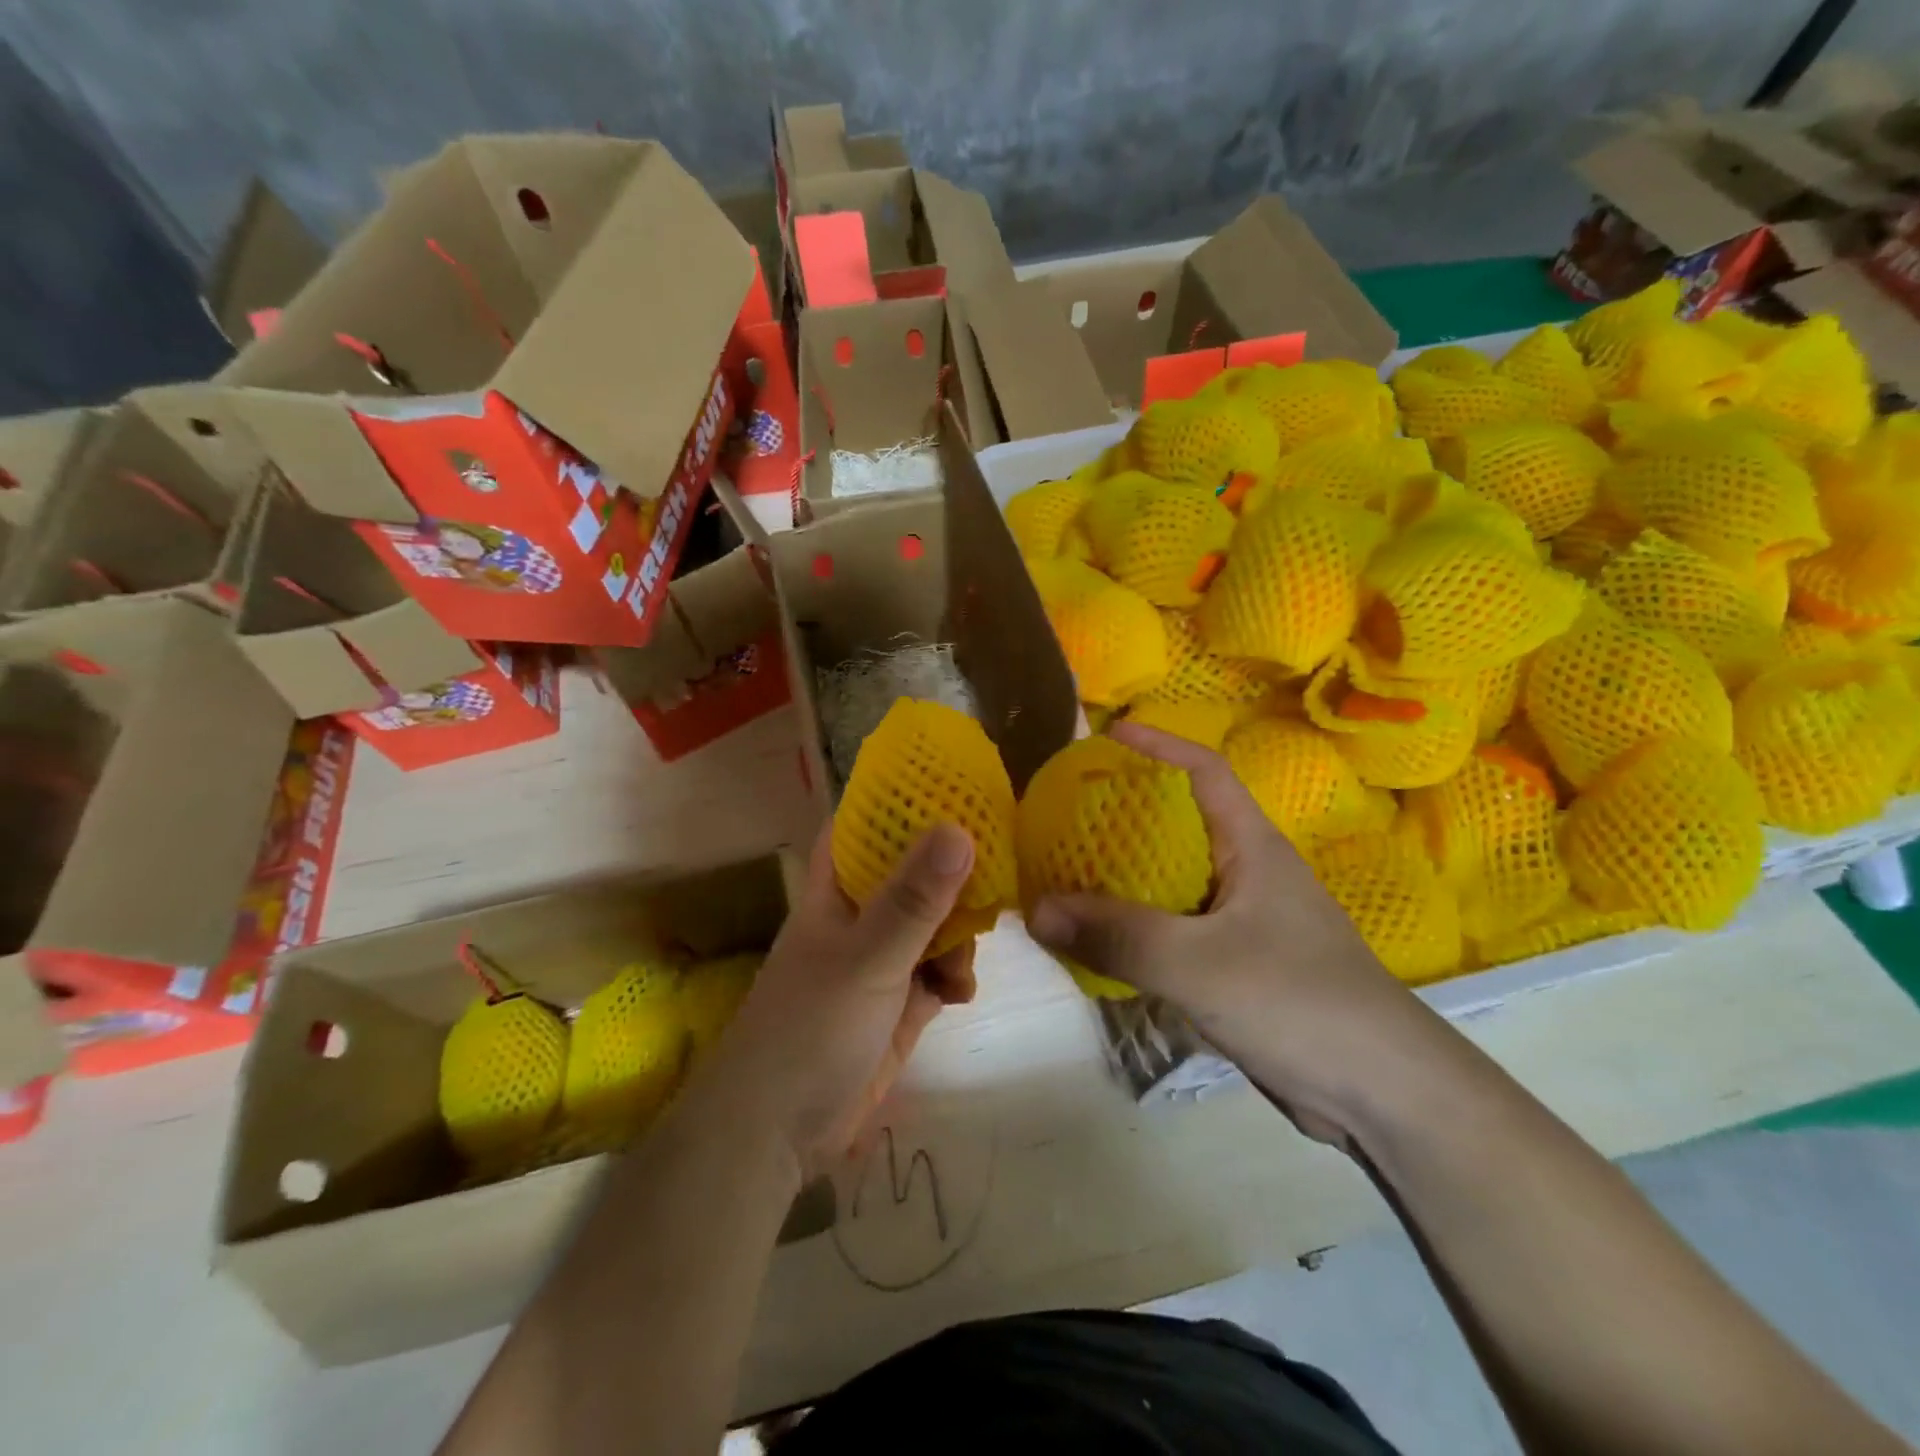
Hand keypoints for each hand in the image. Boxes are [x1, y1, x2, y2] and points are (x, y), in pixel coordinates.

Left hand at [703, 821, 975, 1178]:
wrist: (778, 1133)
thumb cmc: (811, 1028)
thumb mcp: (869, 957)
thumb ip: (915, 898)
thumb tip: (961, 827)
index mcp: (839, 888)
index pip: (869, 824)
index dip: (906, 801)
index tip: (959, 786)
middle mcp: (862, 914)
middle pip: (916, 872)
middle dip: (955, 875)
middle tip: (996, 877)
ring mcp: (882, 959)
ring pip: (936, 922)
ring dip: (959, 934)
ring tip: (963, 961)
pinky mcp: (900, 1002)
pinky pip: (941, 970)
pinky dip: (955, 976)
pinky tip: (960, 994)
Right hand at [1027, 723, 1437, 1143]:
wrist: (1384, 1094)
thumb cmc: (1299, 1002)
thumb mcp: (1198, 963)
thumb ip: (1117, 934)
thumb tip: (1035, 909)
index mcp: (1252, 846)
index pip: (1204, 770)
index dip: (1158, 744)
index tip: (1107, 734)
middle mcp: (1248, 873)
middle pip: (1180, 823)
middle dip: (1126, 811)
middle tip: (1067, 811)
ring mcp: (1246, 922)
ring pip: (1174, 881)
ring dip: (1125, 874)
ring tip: (1069, 870)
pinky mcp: (1239, 966)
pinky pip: (1175, 930)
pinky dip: (1137, 926)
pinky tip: (1101, 940)